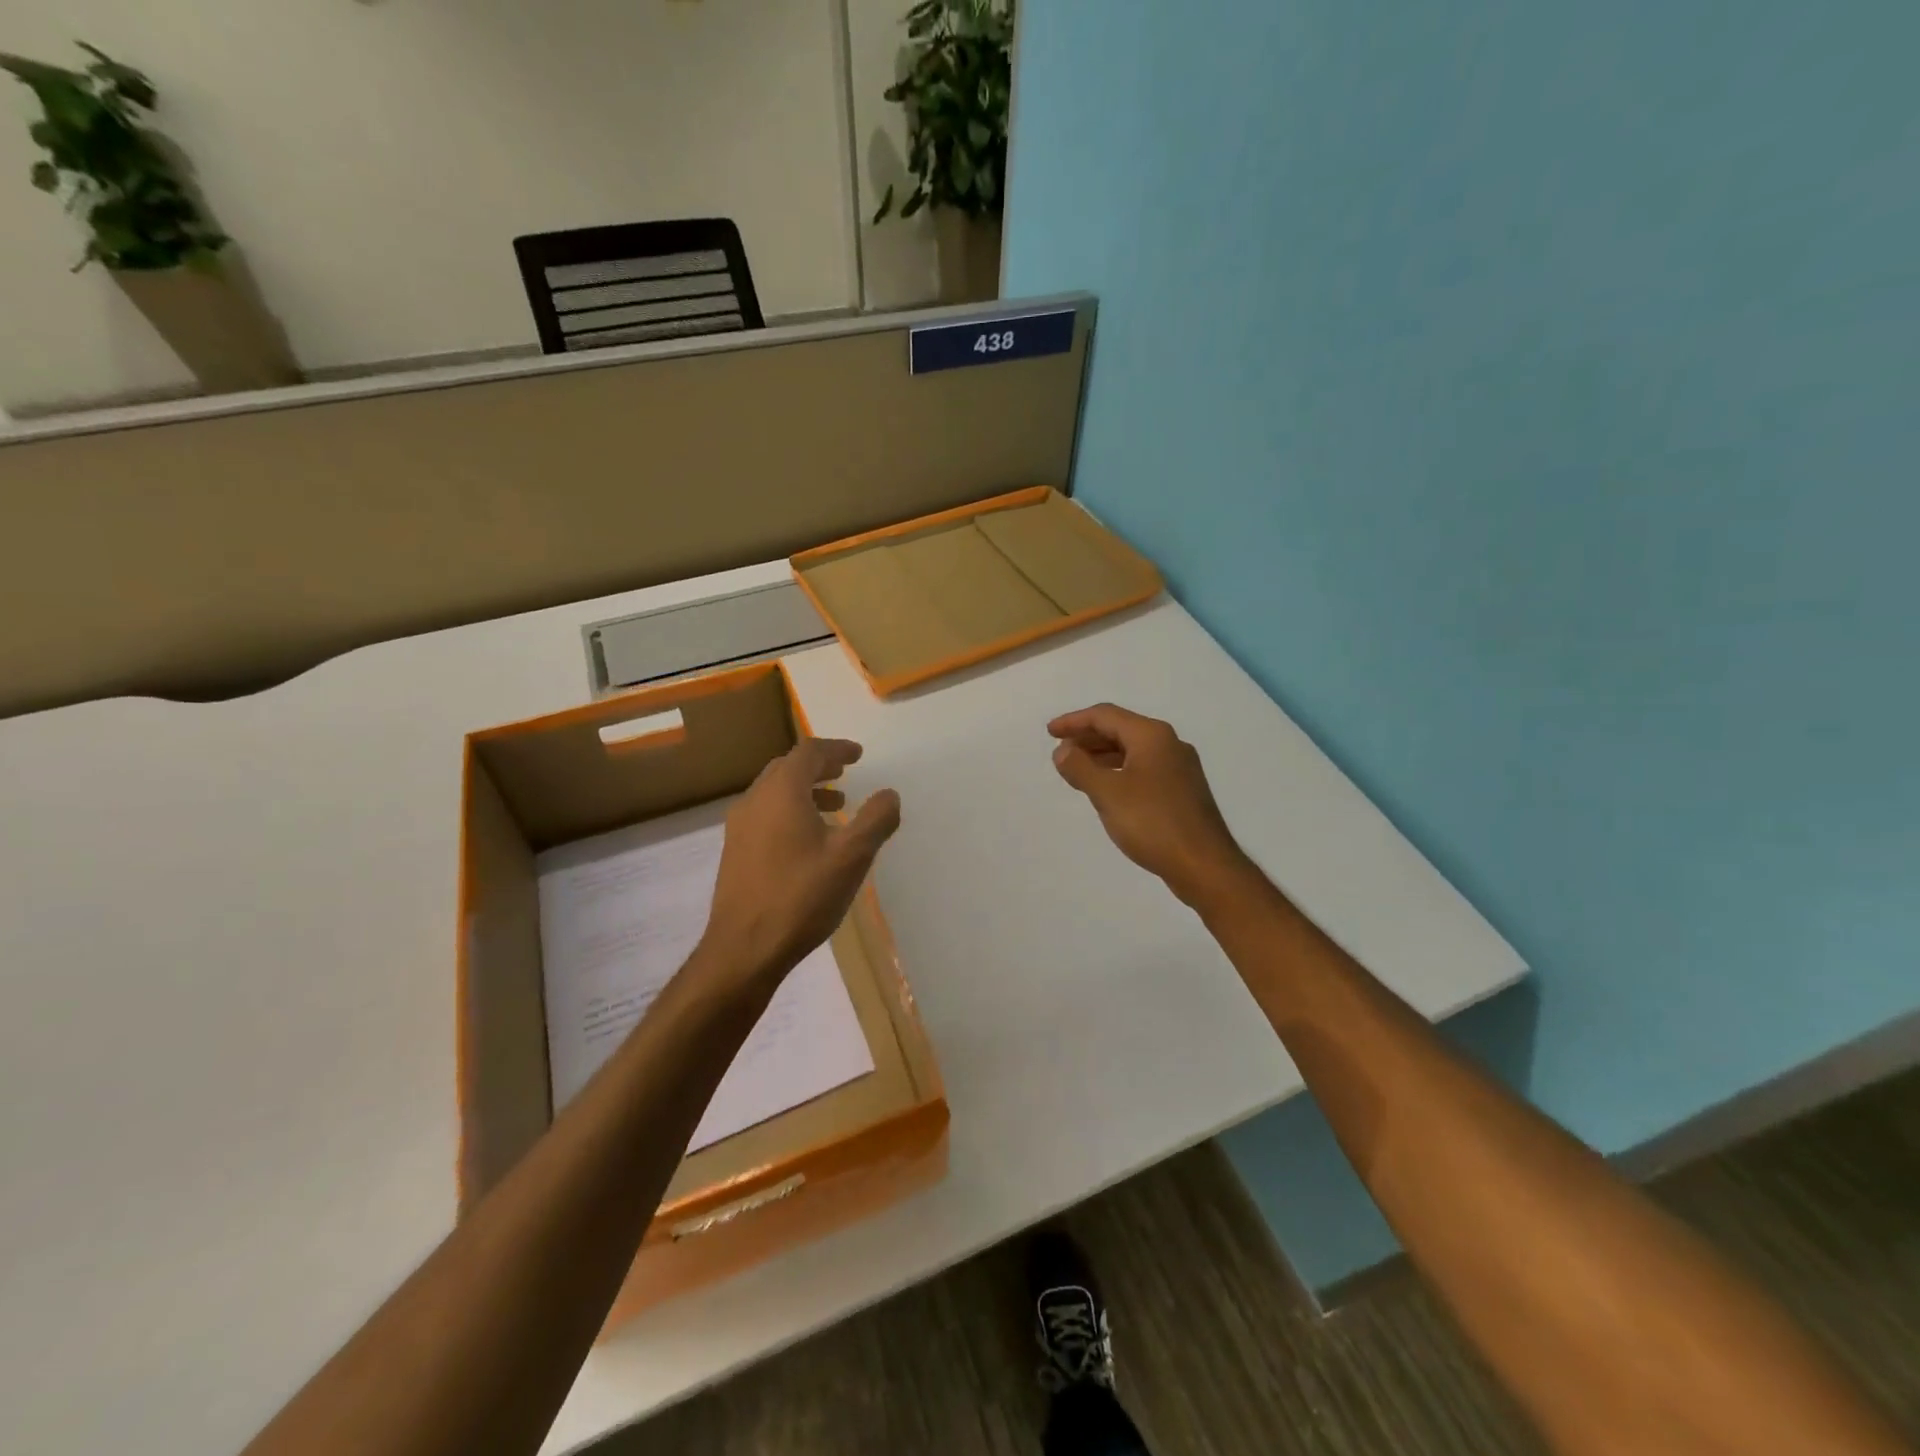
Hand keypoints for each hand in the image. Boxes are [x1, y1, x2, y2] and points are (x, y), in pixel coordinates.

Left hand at [702, 738, 901, 986]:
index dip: (836, 749)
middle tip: (845, 772)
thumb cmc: (801, 896)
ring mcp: (739, 827)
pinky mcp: (735, 852)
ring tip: (835, 806)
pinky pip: (765, 814)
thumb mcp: (851, 856)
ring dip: (805, 790)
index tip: (858, 755)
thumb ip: (875, 820)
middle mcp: (755, 800)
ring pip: (774, 793)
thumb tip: (889, 794)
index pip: (808, 752)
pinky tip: (809, 840)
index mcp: (781, 792)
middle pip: (787, 768)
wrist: (744, 948)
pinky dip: (790, 811)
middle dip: (819, 766)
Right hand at [1049, 704, 1250, 907]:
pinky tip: (1106, 789)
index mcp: (1152, 736)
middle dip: (1087, 737)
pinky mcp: (1182, 791)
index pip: (1106, 716)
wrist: (1204, 865)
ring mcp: (1179, 768)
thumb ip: (1080, 768)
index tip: (1049, 732)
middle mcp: (1169, 744)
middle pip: (1121, 729)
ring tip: (1076, 770)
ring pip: (1132, 750)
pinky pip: (1143, 768)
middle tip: (1060, 751)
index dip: (1073, 721)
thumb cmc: (1153, 823)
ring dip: (1102, 755)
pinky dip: (1118, 770)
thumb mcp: (1107, 793)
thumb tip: (1062, 750)